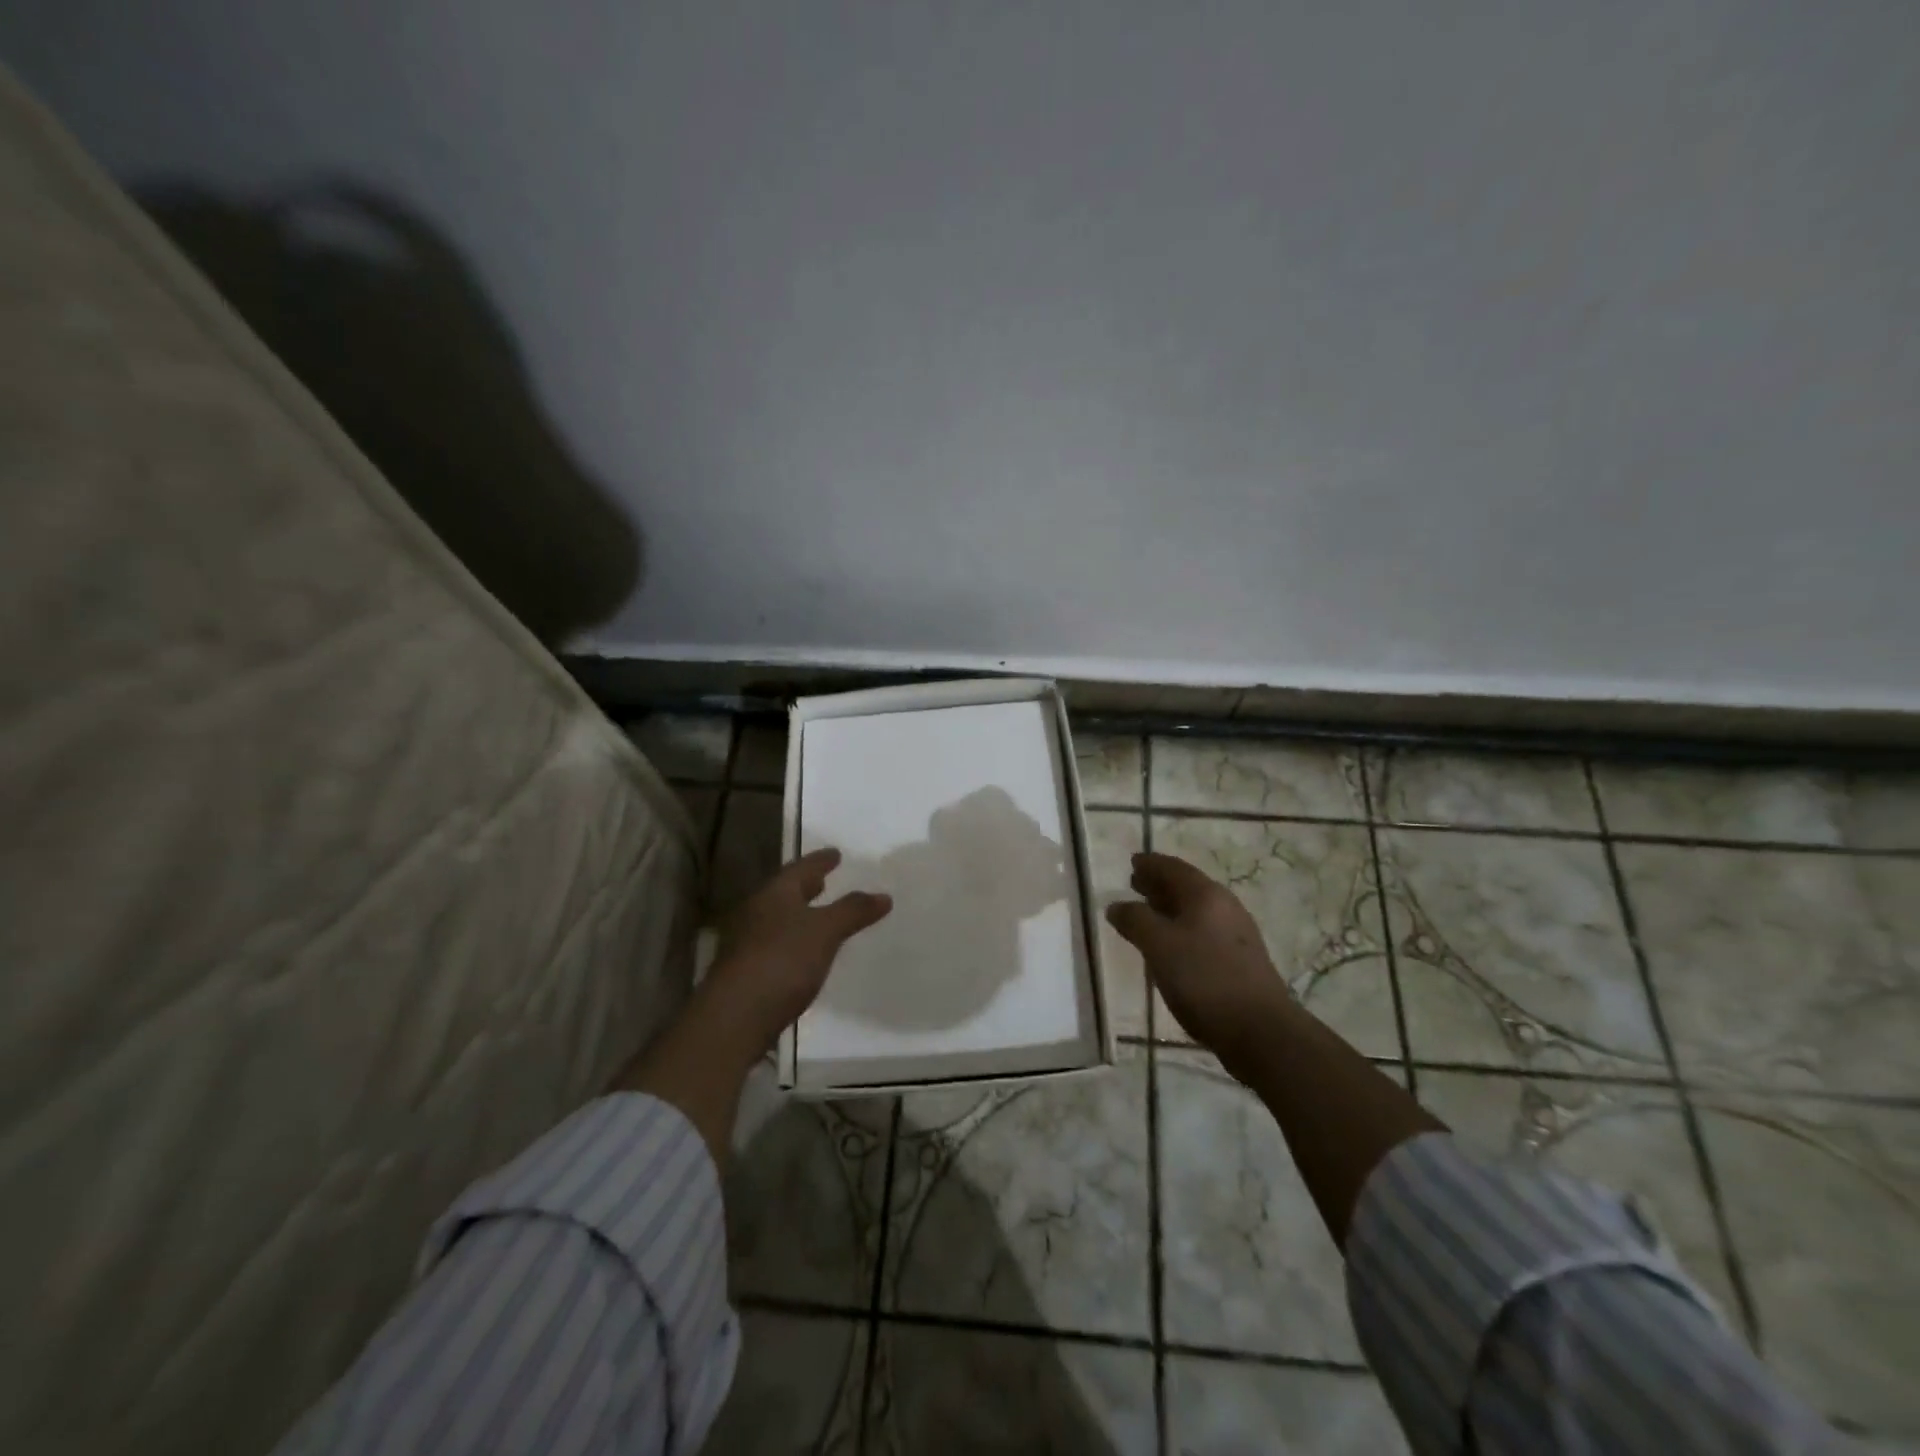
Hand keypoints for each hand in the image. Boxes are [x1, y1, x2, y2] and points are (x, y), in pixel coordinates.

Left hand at [701, 847, 892, 1057]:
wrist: (734, 1018)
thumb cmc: (782, 961)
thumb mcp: (825, 931)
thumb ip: (853, 911)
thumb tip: (884, 895)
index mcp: (774, 894)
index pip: (800, 869)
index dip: (820, 861)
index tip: (836, 853)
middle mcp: (755, 912)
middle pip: (785, 892)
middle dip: (806, 886)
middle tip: (824, 880)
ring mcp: (746, 943)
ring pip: (778, 918)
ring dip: (799, 913)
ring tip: (819, 915)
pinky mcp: (746, 972)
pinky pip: (775, 944)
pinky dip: (793, 940)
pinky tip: (805, 953)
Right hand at [1106, 851, 1296, 1064]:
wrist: (1260, 1030)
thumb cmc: (1204, 978)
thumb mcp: (1159, 946)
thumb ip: (1135, 920)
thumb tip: (1116, 905)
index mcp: (1206, 895)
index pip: (1173, 868)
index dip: (1150, 864)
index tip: (1132, 862)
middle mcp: (1225, 906)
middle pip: (1186, 887)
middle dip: (1159, 884)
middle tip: (1135, 884)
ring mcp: (1236, 934)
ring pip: (1196, 910)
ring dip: (1169, 908)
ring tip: (1147, 914)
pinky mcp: (1240, 960)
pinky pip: (1203, 931)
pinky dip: (1181, 929)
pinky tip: (1171, 947)